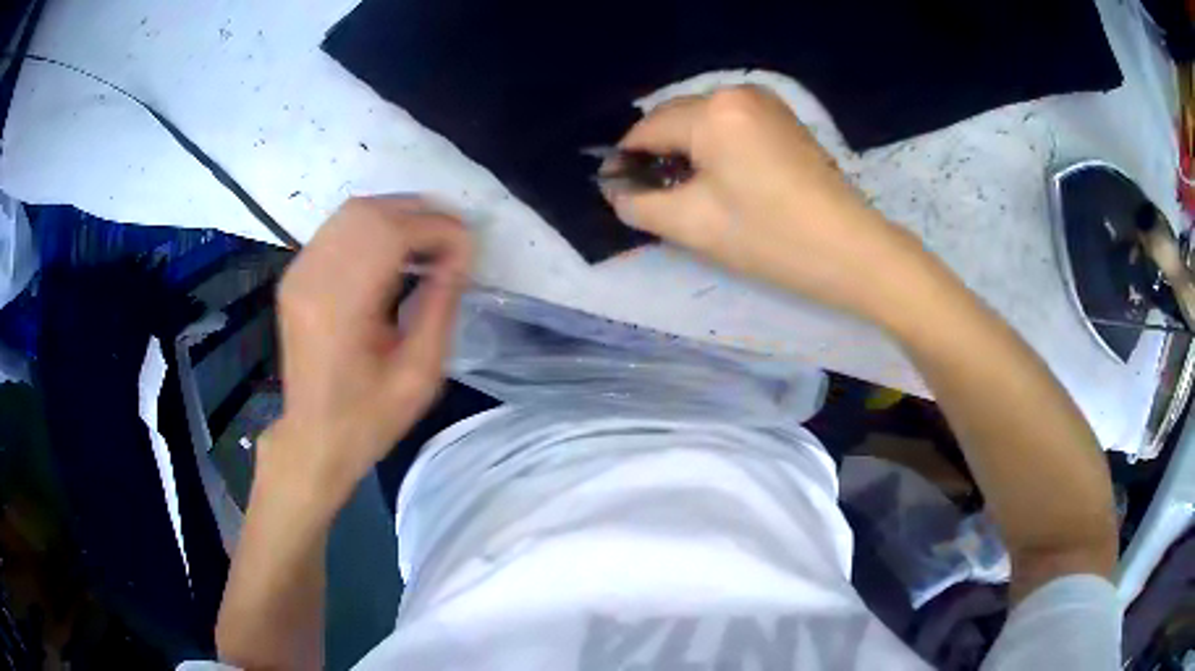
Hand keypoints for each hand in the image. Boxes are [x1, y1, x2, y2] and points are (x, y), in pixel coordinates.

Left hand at [262, 197, 471, 503]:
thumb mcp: (421, 374)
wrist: (315, 437)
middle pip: (370, 212)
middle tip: (454, 240)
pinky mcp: (296, 275)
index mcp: (340, 308)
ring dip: (399, 215)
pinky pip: (339, 227)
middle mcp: (312, 278)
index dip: (436, 229)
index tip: (468, 248)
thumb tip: (460, 255)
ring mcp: (299, 272)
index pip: (391, 234)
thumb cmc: (370, 418)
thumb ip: (441, 306)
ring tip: (431, 241)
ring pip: (353, 211)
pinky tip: (396, 250)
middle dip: (421, 214)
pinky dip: (375, 226)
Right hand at [605, 86, 913, 316]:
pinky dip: (715, 146)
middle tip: (654, 198)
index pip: (647, 129)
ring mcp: (765, 101)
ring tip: (688, 191)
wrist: (851, 251)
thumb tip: (615, 190)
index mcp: (712, 111)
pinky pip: (730, 123)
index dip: (626, 162)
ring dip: (686, 150)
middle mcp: (736, 92)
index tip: (619, 193)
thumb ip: (638, 205)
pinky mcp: (783, 118)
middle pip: (675, 118)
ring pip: (703, 120)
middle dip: (657, 154)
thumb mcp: (692, 225)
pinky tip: (721, 178)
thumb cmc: (770, 238)